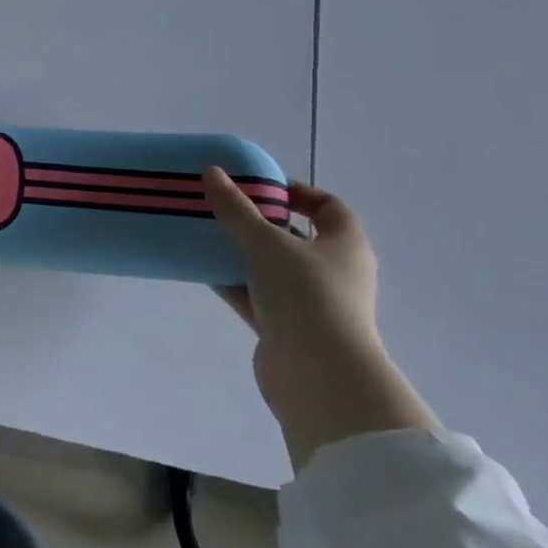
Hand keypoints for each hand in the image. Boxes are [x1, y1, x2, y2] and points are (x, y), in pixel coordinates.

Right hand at [204, 169, 436, 468]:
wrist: (317, 375)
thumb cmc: (305, 294)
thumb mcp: (266, 242)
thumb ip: (236, 208)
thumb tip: (212, 172)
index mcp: (345, 245)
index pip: (329, 207)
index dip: (297, 192)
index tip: (259, 186)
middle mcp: (334, 272)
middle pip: (295, 237)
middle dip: (259, 222)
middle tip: (223, 208)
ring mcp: (311, 303)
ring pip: (272, 268)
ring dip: (242, 254)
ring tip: (205, 235)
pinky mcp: (287, 329)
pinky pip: (256, 296)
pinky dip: (233, 283)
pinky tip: (202, 269)